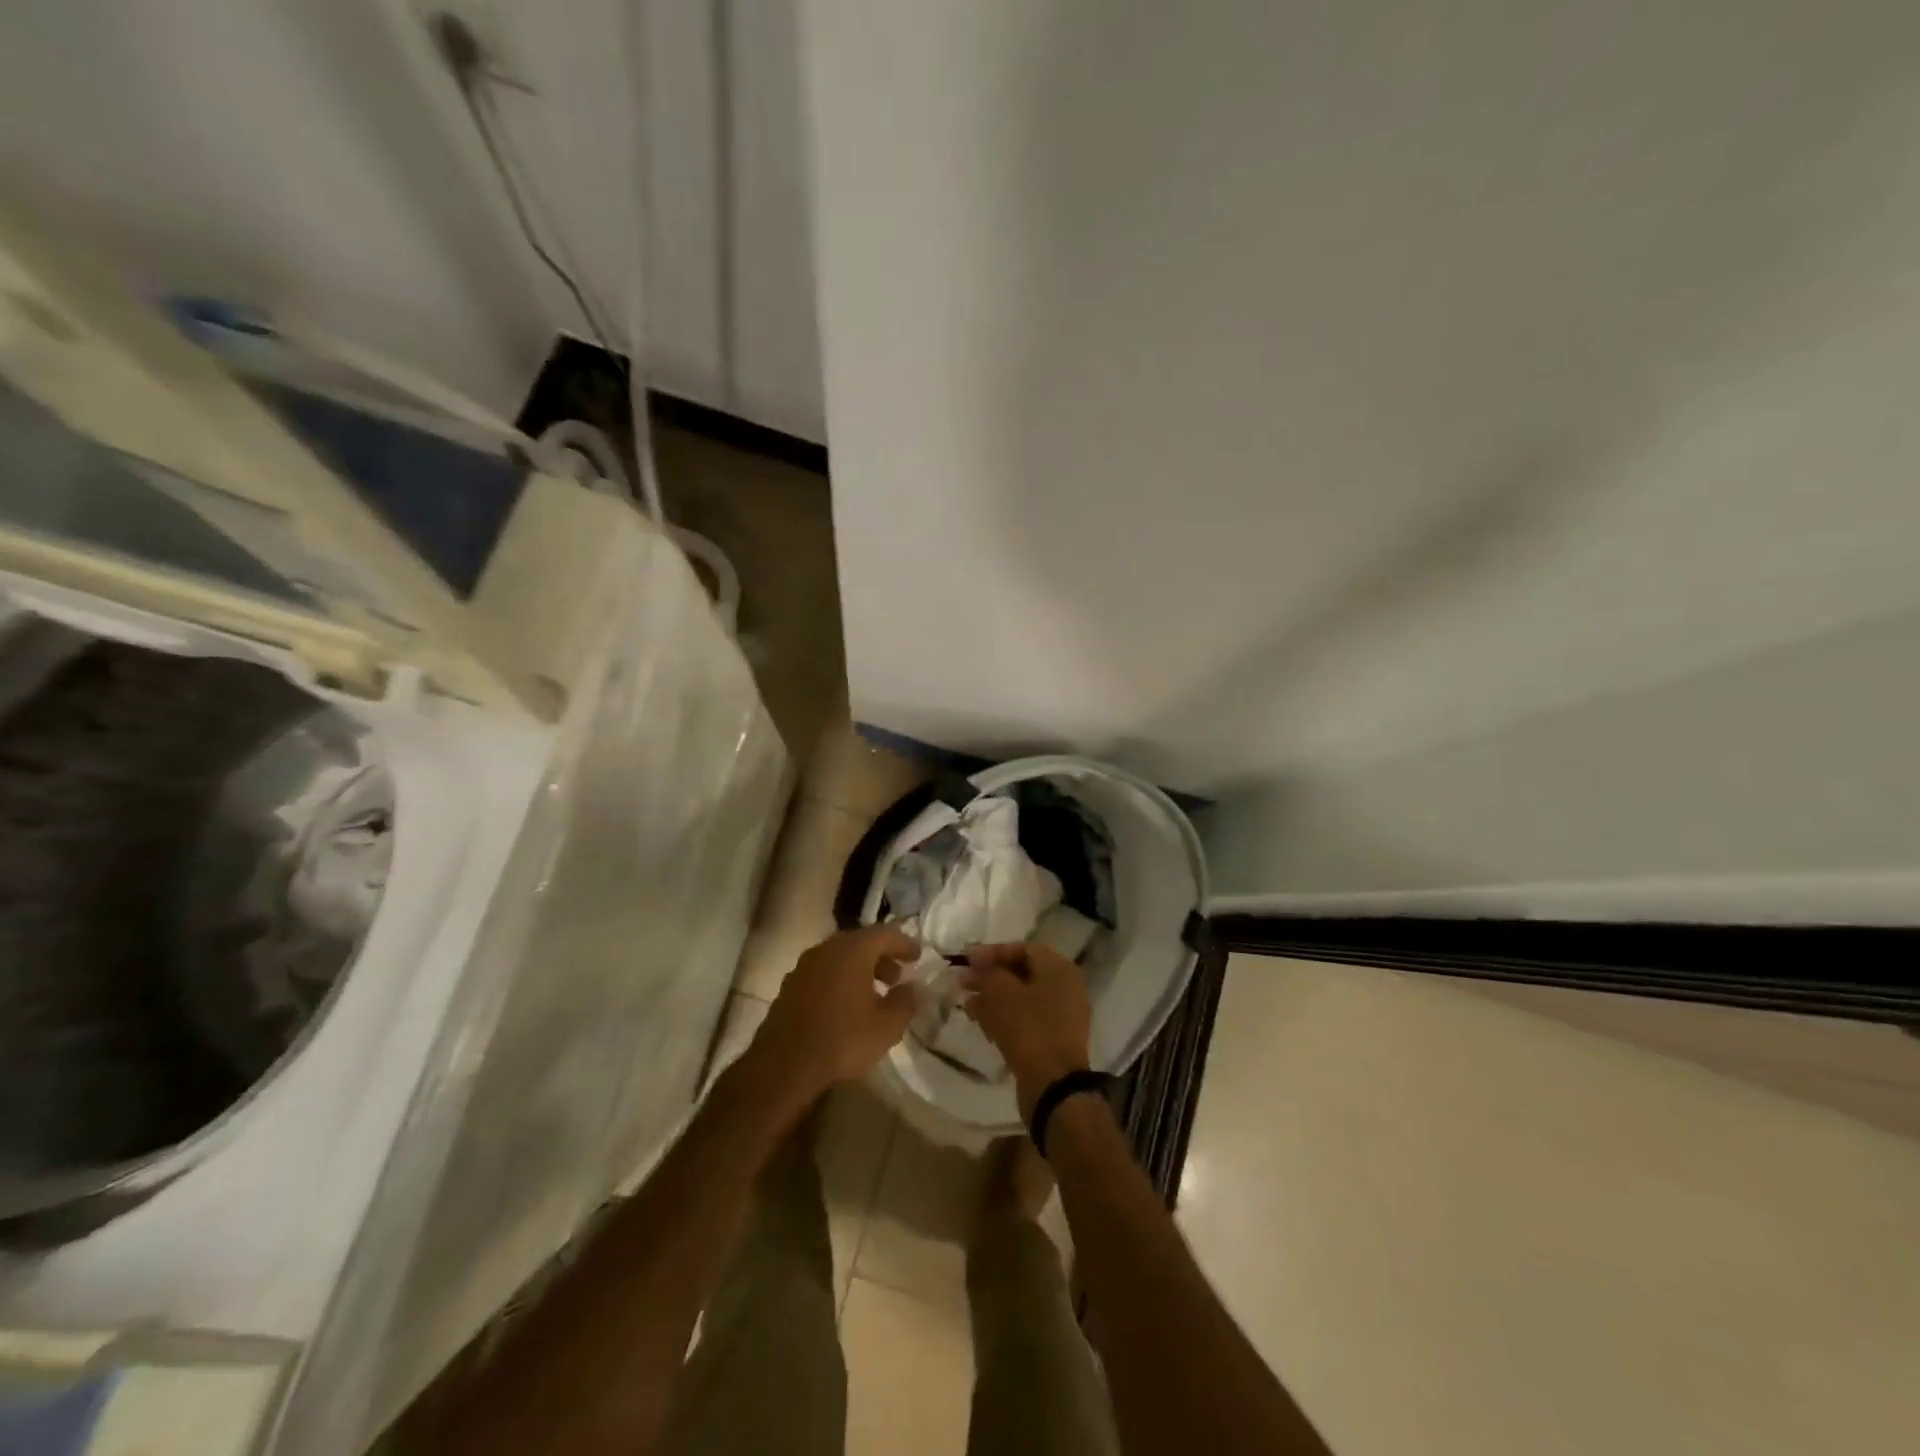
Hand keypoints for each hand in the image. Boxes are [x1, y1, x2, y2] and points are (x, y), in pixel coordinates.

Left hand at [751, 925, 918, 1108]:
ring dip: (860, 969)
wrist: (783, 1066)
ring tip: (874, 994)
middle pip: (860, 942)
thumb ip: (905, 1002)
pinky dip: (840, 980)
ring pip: (840, 957)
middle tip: (897, 977)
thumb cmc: (842, 1040)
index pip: (885, 933)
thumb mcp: (886, 1026)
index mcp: (852, 950)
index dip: (904, 943)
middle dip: (882, 957)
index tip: (917, 956)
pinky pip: (823, 973)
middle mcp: (827, 949)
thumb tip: (914, 988)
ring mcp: (804, 966)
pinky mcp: (790, 986)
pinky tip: (846, 1006)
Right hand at [962, 943, 1093, 1119]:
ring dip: (994, 997)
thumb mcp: (1002, 994)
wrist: (1054, 1087)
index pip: (1022, 948)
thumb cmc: (1029, 1029)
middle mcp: (1066, 987)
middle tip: (963, 982)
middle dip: (990, 976)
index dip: (992, 952)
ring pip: (1022, 997)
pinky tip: (981, 1023)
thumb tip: (974, 965)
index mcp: (1059, 968)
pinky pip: (1027, 1019)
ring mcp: (1062, 1015)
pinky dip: (1004, 1016)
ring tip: (967, 1003)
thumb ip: (986, 973)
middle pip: (1022, 972)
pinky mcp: (1054, 1039)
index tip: (966, 960)